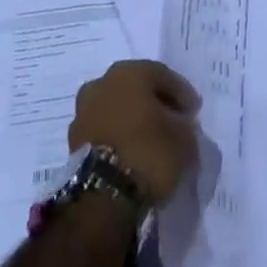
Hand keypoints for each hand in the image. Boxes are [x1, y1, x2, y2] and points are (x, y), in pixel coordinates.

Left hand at [68, 60, 200, 205]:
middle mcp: (103, 81)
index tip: (193, 112)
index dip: (181, 94)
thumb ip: (184, 127)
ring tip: (149, 141)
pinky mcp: (73, 140)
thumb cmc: (148, 153)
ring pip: (116, 107)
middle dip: (153, 103)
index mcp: (130, 71)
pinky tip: (130, 153)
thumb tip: (179, 127)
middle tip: (171, 122)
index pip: (162, 75)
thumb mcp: (183, 141)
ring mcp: (84, 110)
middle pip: (135, 88)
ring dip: (132, 119)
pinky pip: (103, 130)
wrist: (103, 195)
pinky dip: (117, 137)